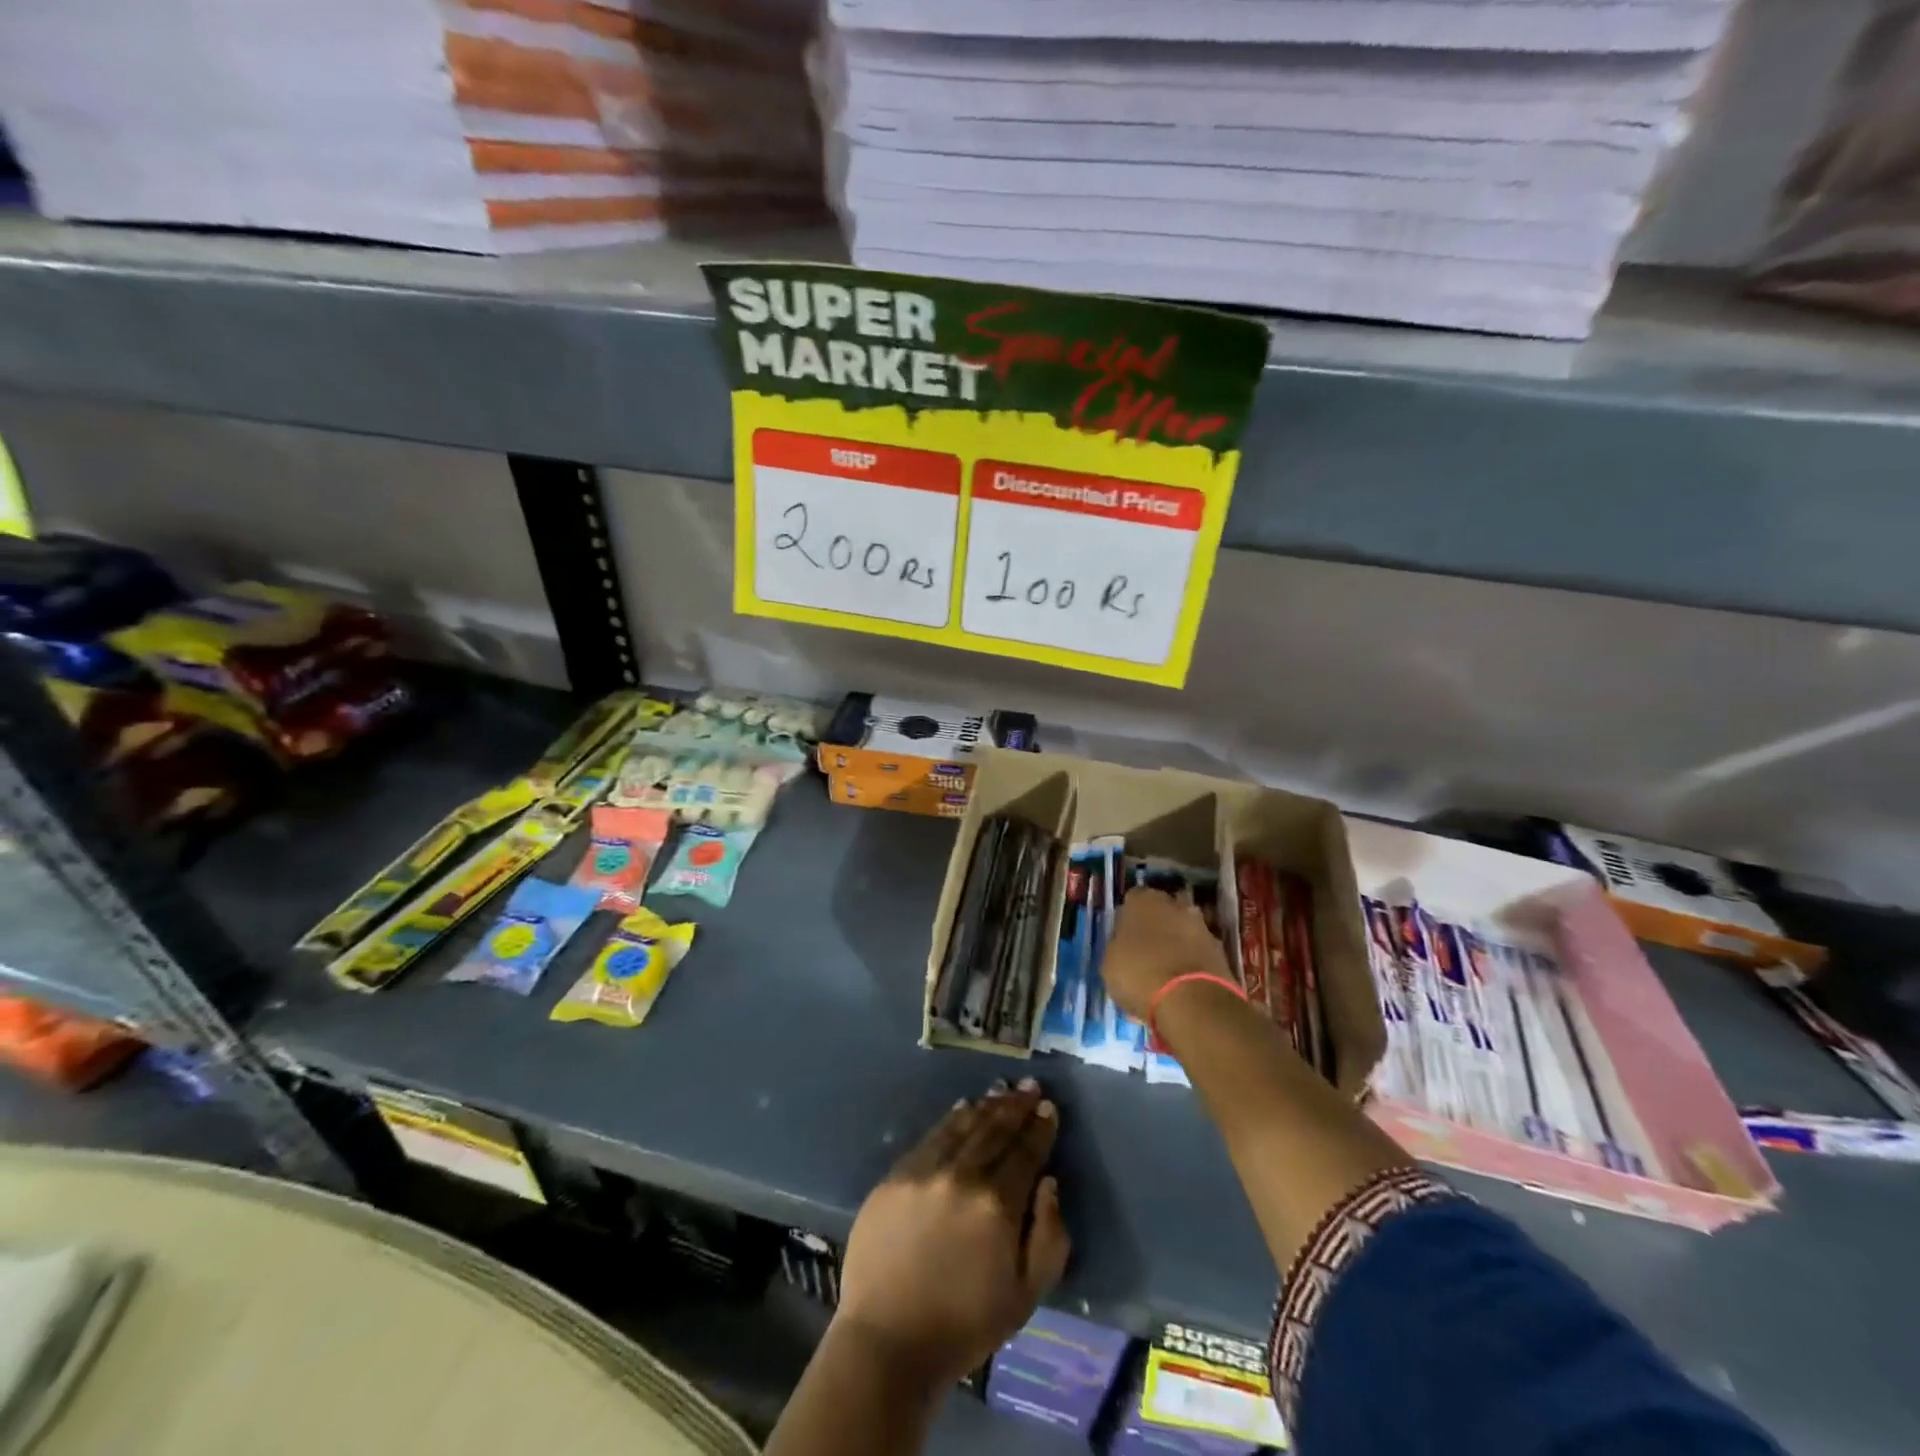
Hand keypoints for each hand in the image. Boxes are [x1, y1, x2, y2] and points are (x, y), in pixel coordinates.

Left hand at [834, 1080, 1069, 1386]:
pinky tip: (963, 1108)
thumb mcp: (1026, 1295)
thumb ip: (1049, 1236)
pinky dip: (952, 1119)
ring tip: (1001, 1090)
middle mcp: (962, 1176)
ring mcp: (925, 1171)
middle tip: (1029, 1086)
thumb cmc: (965, 1325)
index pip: (1025, 1152)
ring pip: (964, 1126)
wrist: (889, 1340)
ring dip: (986, 1106)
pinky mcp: (897, 1174)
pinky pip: (931, 1135)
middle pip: (995, 1130)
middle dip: (1016, 1106)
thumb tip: (1049, 1183)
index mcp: (997, 1205)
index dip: (1040, 1128)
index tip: (1048, 1108)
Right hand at [1102, 888, 1233, 1022]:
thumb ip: (1118, 946)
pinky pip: (1198, 952)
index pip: (1132, 900)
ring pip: (1183, 931)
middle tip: (1145, 951)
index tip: (1123, 937)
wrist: (1192, 1001)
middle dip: (1156, 926)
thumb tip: (1125, 944)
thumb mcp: (1110, 962)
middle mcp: (1174, 904)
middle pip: (1162, 911)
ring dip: (1177, 944)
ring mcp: (1202, 926)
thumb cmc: (1139, 974)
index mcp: (1143, 900)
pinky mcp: (1221, 952)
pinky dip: (1192, 962)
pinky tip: (1182, 983)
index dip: (1127, 918)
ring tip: (1165, 971)